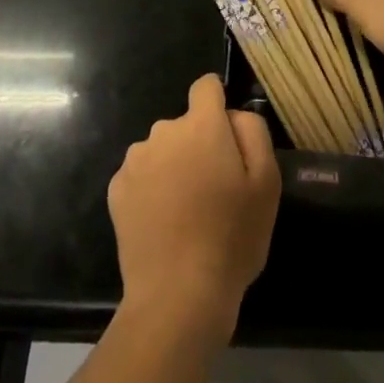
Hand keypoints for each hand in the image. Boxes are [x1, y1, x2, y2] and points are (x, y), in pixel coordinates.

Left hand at [107, 74, 280, 328]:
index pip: (206, 86)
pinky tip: (163, 224)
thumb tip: (233, 114)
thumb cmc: (231, 238)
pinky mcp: (117, 189)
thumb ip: (253, 133)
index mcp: (201, 125)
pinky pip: (141, 176)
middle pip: (185, 124)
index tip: (226, 134)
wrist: (177, 296)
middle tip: (214, 190)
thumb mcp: (266, 184)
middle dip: (199, 145)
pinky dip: (152, 190)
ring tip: (187, 212)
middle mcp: (163, 130)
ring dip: (174, 167)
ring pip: (162, 150)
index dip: (218, 102)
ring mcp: (136, 159)